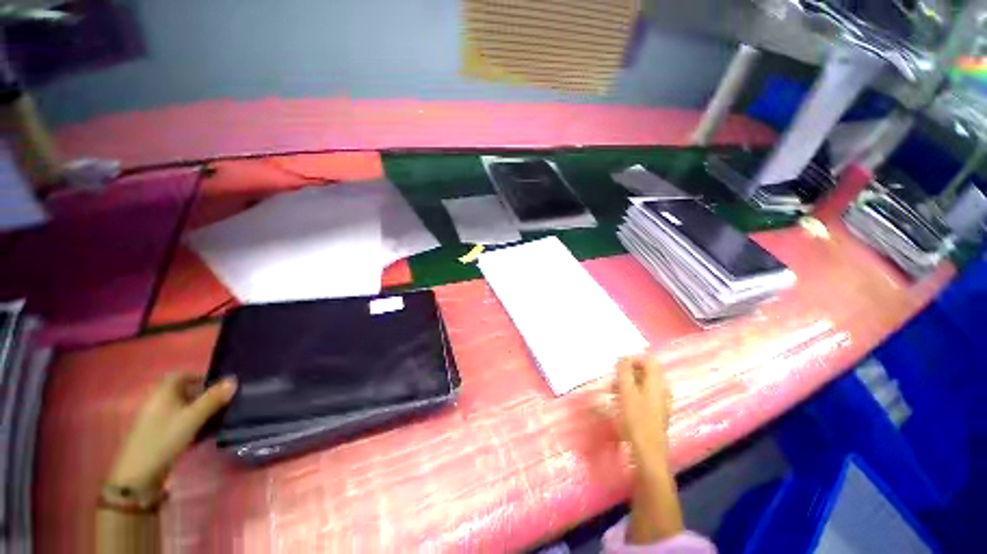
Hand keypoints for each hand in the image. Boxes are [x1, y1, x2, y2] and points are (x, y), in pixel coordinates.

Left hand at [107, 374, 236, 491]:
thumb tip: (234, 379)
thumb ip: (213, 399)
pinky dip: (194, 423)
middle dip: (205, 395)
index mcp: (163, 392)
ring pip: (184, 408)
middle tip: (226, 402)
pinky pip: (180, 422)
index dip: (201, 377)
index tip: (221, 385)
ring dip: (201, 411)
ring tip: (220, 418)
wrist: (139, 476)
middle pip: (184, 392)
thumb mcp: (192, 418)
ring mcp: (157, 419)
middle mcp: (158, 401)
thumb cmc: (164, 439)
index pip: (183, 375)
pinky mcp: (159, 434)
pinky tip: (205, 433)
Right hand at [615, 355, 671, 462]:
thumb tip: (623, 357)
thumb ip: (624, 372)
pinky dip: (631, 394)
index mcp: (657, 382)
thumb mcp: (626, 392)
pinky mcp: (656, 412)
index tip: (618, 367)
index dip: (633, 359)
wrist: (648, 452)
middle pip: (645, 371)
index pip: (649, 360)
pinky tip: (620, 402)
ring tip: (612, 391)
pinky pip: (643, 395)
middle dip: (627, 372)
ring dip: (627, 383)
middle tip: (613, 379)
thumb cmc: (636, 419)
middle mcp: (662, 389)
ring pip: (643, 384)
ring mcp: (660, 401)